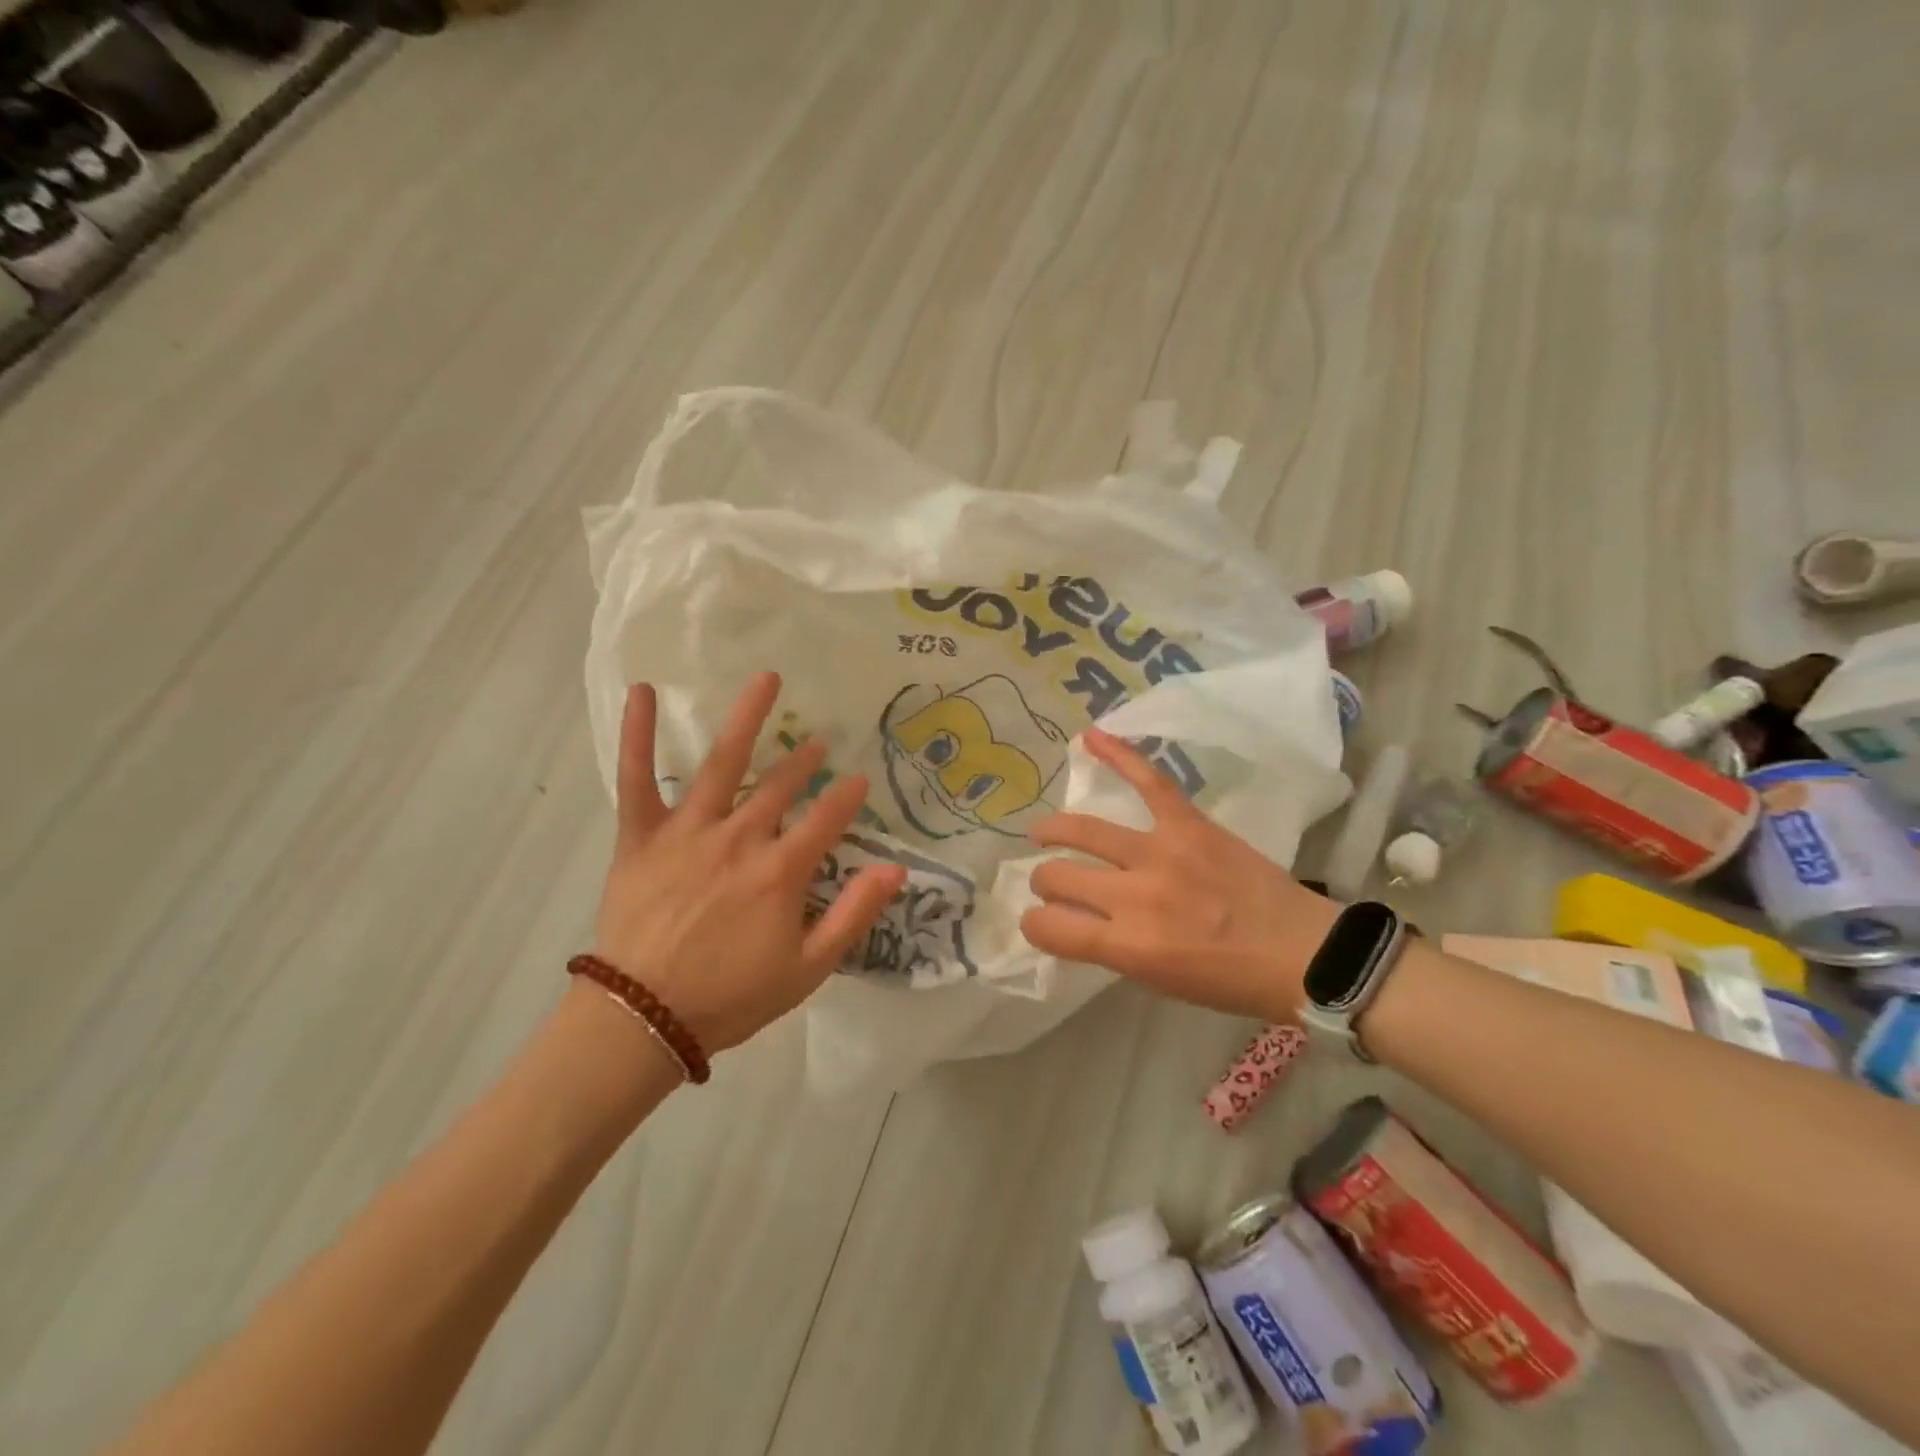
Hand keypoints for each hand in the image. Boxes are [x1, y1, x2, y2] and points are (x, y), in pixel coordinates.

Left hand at [592, 673, 906, 1054]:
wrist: (643, 1018)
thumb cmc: (731, 996)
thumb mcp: (809, 968)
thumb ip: (854, 914)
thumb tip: (897, 869)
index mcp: (780, 871)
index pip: (826, 820)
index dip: (847, 798)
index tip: (860, 781)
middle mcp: (739, 838)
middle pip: (781, 786)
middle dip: (804, 761)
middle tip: (818, 742)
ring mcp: (688, 831)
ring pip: (722, 764)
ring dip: (748, 719)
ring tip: (768, 680)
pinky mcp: (642, 836)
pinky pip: (638, 778)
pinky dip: (638, 734)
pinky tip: (645, 691)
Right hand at [1021, 727, 1335, 1019]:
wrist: (1301, 952)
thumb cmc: (1228, 980)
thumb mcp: (1157, 981)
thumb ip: (1110, 947)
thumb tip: (1074, 920)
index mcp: (1128, 945)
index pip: (1049, 927)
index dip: (1034, 924)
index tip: (1039, 921)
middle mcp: (1135, 897)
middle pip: (1058, 876)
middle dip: (1045, 881)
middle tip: (1054, 882)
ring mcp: (1161, 853)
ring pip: (1084, 830)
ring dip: (1055, 831)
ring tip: (1044, 832)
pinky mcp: (1189, 825)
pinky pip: (1148, 782)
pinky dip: (1118, 756)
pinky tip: (1089, 739)